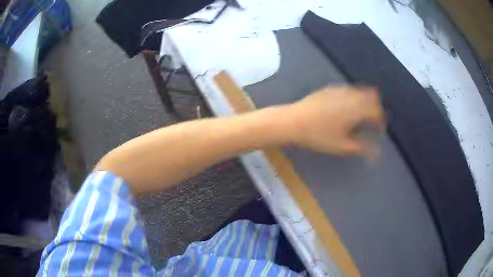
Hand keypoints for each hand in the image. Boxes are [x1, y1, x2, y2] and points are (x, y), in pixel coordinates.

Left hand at [285, 86, 383, 156]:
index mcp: (356, 109)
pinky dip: (354, 97)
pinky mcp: (330, 88)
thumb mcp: (341, 146)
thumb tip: (374, 154)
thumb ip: (360, 147)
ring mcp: (339, 90)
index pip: (376, 111)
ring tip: (361, 115)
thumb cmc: (318, 136)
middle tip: (372, 122)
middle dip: (375, 109)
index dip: (380, 120)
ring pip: (360, 92)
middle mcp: (350, 95)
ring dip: (365, 101)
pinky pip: (348, 90)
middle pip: (371, 97)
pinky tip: (347, 107)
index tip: (379, 129)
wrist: (293, 121)